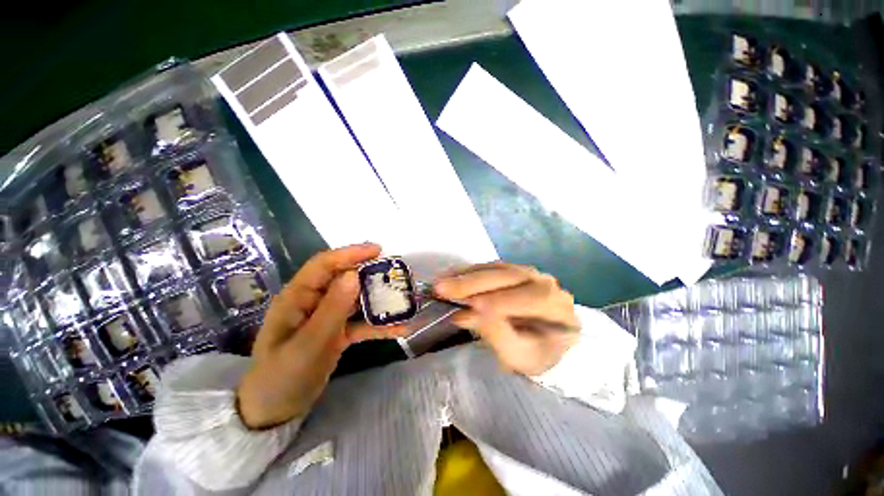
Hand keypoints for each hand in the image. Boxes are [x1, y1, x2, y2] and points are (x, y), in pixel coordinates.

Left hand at [237, 243, 406, 428]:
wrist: (275, 411)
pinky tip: (399, 329)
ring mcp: (327, 317)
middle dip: (371, 275)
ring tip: (404, 299)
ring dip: (379, 300)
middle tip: (397, 275)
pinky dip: (379, 325)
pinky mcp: (337, 332)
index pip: (325, 265)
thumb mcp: (308, 344)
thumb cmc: (282, 377)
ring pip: (357, 300)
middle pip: (345, 279)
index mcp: (298, 297)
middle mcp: (314, 301)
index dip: (351, 253)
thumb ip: (332, 309)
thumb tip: (354, 274)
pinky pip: (361, 322)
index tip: (379, 250)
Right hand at [434, 263, 579, 375]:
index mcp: (554, 305)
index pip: (525, 299)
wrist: (548, 341)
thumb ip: (499, 336)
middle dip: (472, 283)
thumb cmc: (537, 354)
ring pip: (494, 268)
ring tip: (441, 281)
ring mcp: (527, 272)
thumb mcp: (520, 356)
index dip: (496, 302)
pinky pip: (489, 267)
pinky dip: (468, 271)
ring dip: (466, 274)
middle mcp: (543, 281)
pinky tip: (451, 274)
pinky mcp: (512, 270)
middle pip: (506, 277)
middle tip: (441, 288)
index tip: (467, 308)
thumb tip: (469, 314)